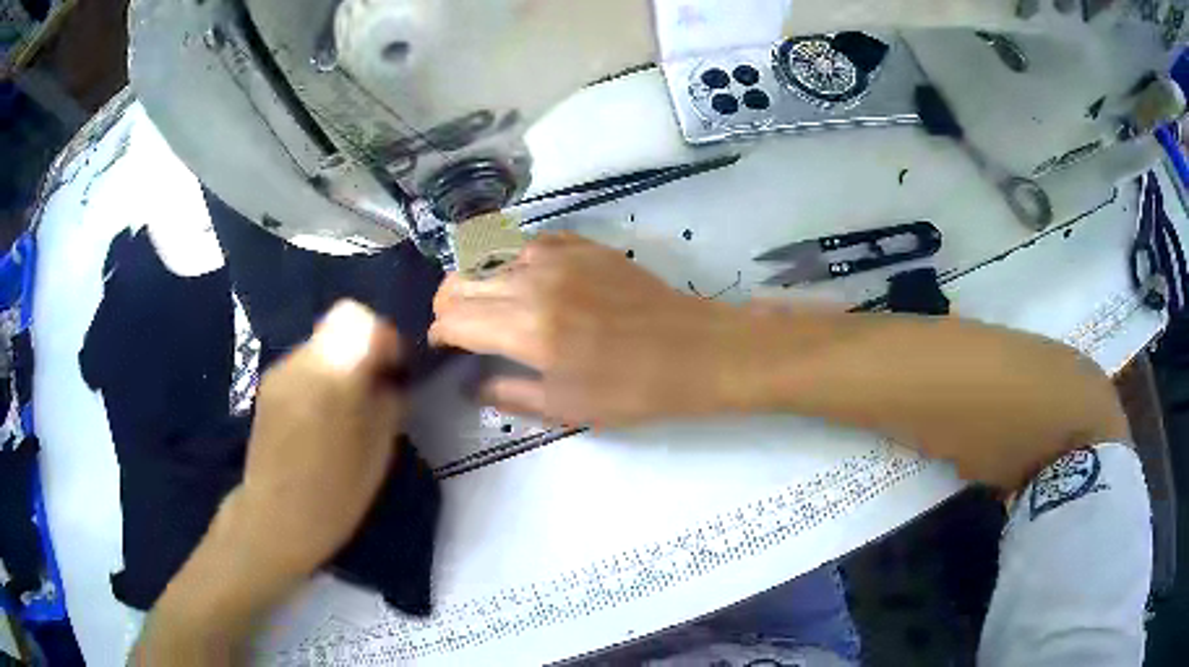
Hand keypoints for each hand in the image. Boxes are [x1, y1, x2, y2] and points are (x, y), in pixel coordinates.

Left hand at [229, 300, 405, 581]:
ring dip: (339, 367)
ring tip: (345, 412)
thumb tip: (391, 378)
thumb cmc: (335, 494)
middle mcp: (301, 361)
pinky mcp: (266, 386)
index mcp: (333, 375)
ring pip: (321, 346)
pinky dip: (318, 381)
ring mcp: (279, 371)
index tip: (392, 371)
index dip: (383, 338)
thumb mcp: (379, 450)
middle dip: (362, 352)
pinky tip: (318, 420)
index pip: (360, 318)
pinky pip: (303, 366)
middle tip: (372, 393)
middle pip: (339, 327)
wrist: (274, 520)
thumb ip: (388, 401)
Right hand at [431, 233, 755, 426]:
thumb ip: (508, 393)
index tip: (442, 346)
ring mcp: (558, 255)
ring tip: (483, 301)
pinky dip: (511, 258)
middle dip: (446, 304)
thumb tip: (472, 383)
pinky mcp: (582, 244)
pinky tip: (522, 276)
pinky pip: (527, 242)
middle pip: (461, 280)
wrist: (693, 349)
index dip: (439, 333)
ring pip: (489, 255)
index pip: (455, 319)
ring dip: (475, 278)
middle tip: (455, 325)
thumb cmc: (631, 389)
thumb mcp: (566, 407)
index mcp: (526, 328)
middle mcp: (533, 281)